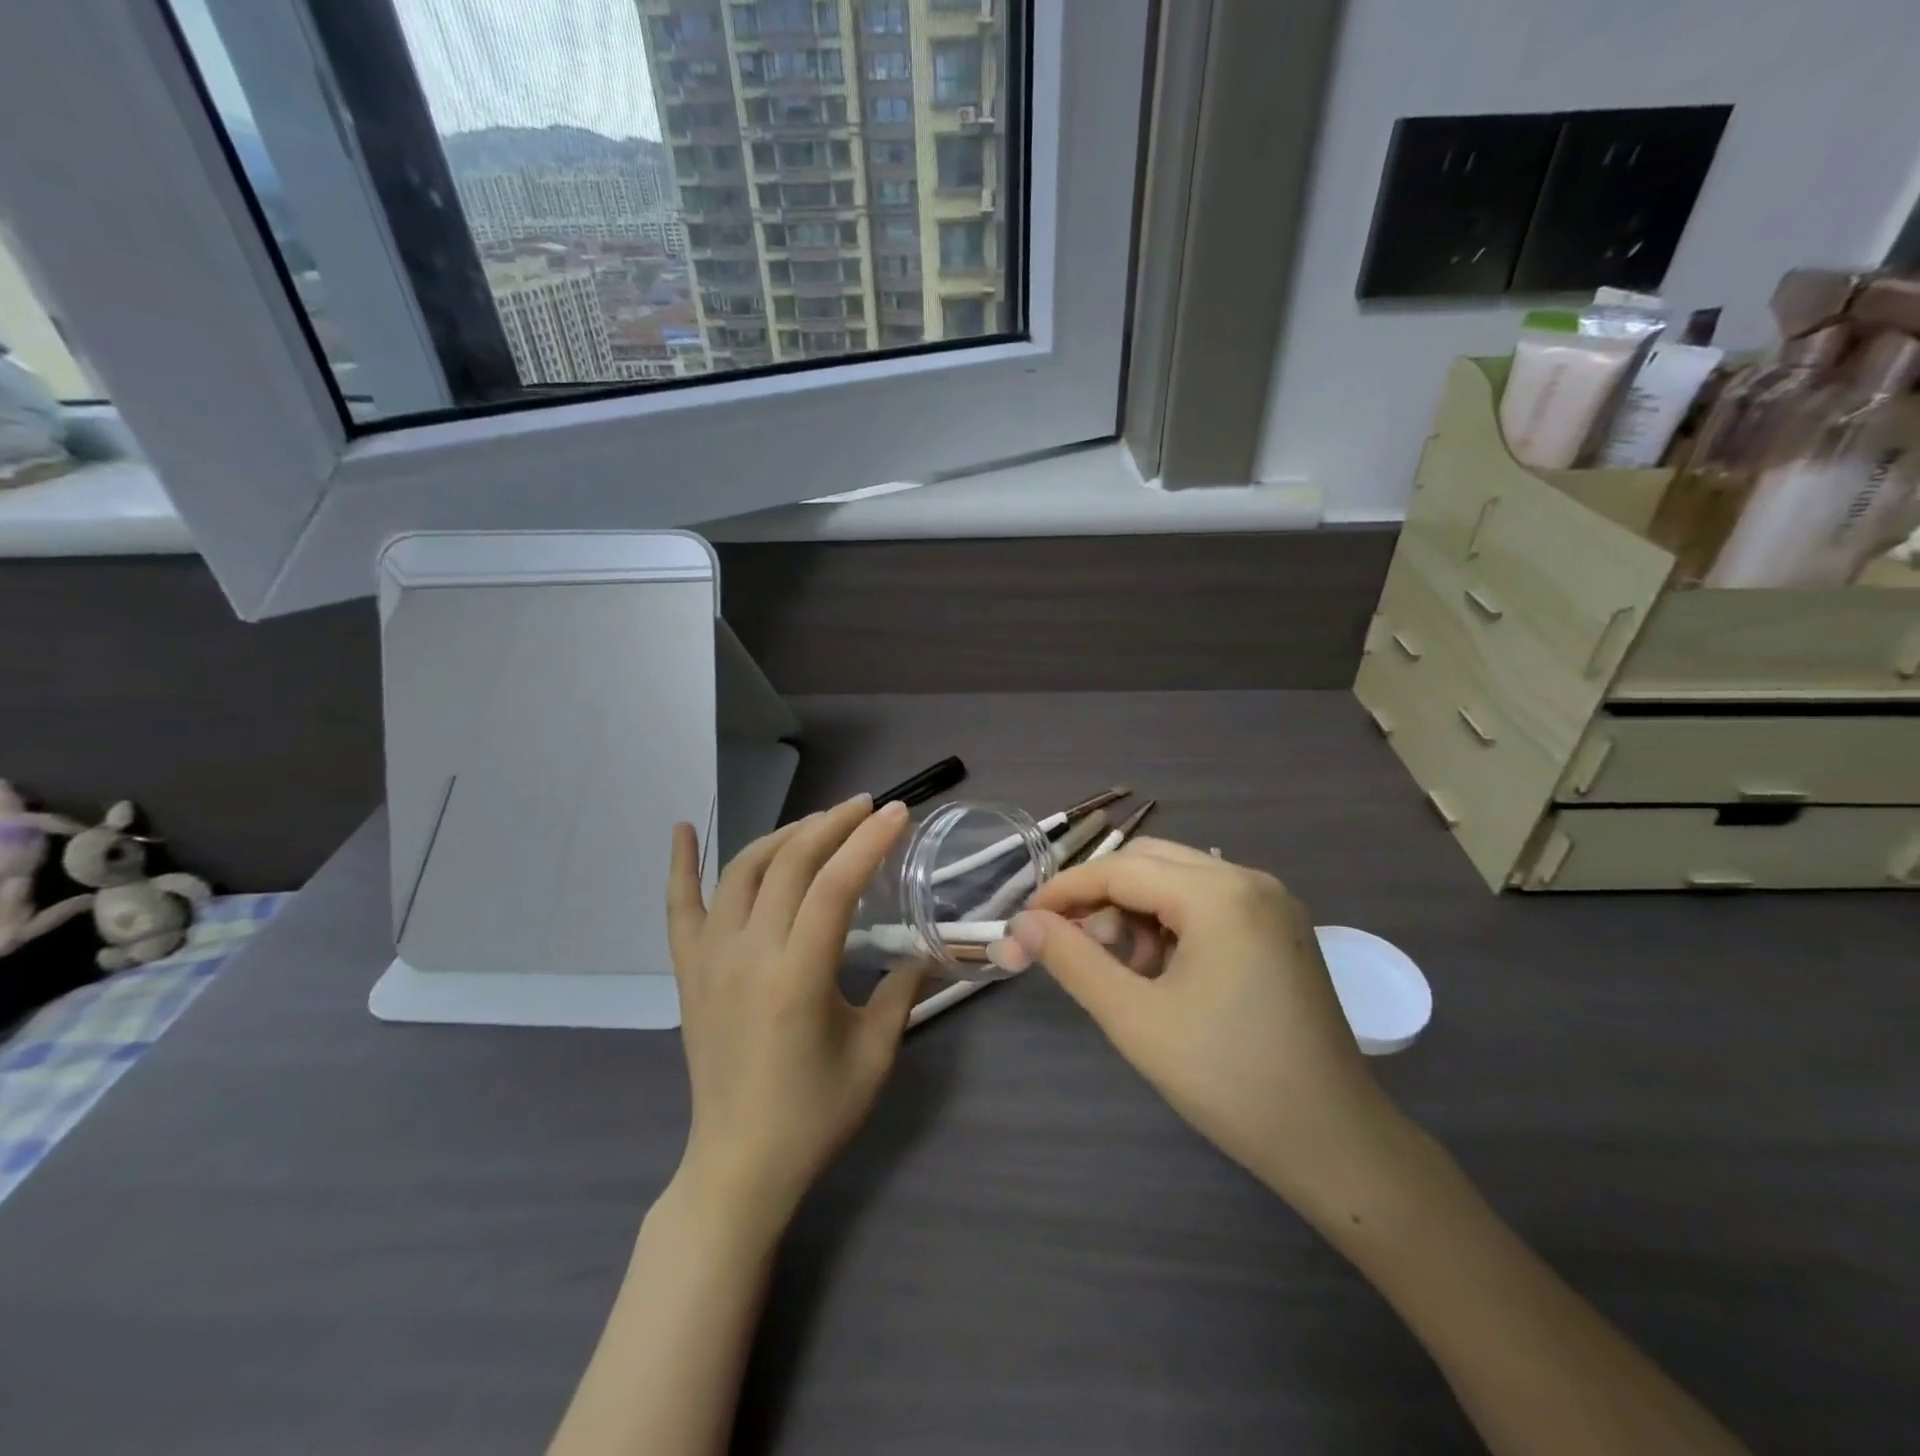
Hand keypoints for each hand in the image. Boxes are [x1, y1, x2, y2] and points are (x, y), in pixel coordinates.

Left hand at [665, 795, 920, 1230]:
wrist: (738, 1165)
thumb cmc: (813, 1115)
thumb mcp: (875, 1054)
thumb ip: (902, 991)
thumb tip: (925, 948)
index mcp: (797, 978)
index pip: (834, 886)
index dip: (868, 842)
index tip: (897, 813)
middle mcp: (747, 955)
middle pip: (790, 864)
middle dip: (832, 824)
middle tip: (866, 807)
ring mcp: (710, 959)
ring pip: (742, 870)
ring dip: (783, 835)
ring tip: (818, 822)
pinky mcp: (688, 971)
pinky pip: (679, 906)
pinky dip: (680, 864)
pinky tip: (684, 827)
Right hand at [990, 839, 1408, 1221]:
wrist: (1335, 1144)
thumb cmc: (1229, 1079)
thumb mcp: (1135, 1018)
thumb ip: (1072, 960)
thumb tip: (1023, 924)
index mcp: (1220, 894)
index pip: (1121, 869)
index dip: (1065, 891)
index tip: (1025, 921)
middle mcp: (1250, 880)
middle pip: (1150, 863)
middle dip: (1102, 899)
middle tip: (1075, 948)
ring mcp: (1272, 903)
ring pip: (1178, 881)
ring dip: (1137, 913)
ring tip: (1124, 972)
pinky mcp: (1281, 929)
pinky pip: (1209, 903)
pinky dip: (1172, 925)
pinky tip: (1164, 973)